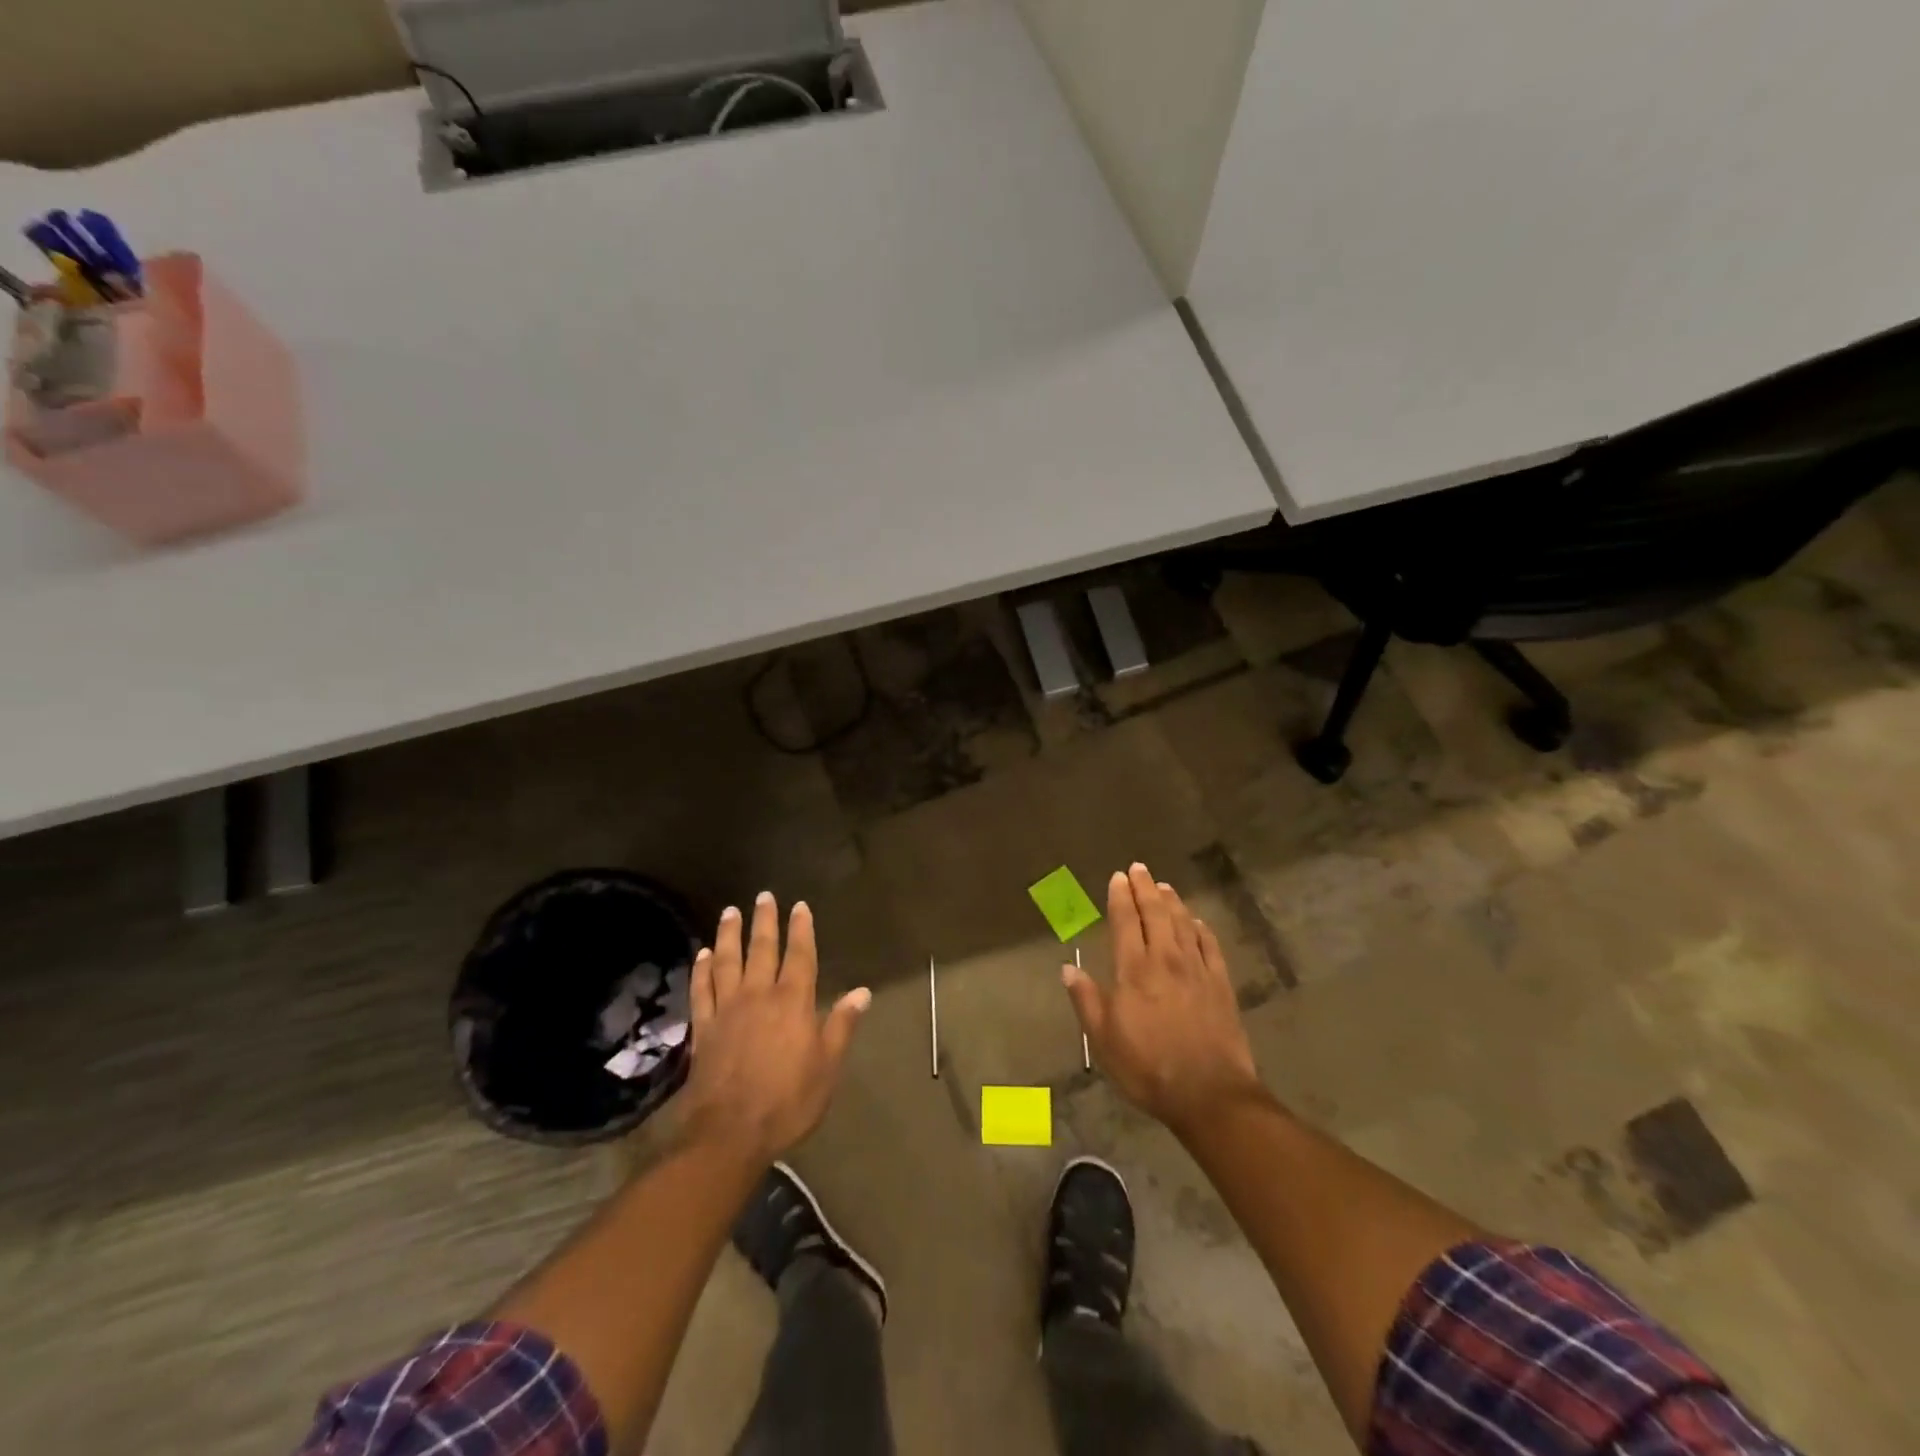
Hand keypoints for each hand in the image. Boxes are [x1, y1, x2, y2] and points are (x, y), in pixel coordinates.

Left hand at [682, 893, 870, 1163]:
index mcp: (793, 1002)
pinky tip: (702, 954)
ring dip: (729, 934)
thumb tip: (862, 992)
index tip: (800, 906)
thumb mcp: (827, 1067)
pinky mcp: (703, 1027)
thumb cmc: (788, 1101)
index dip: (801, 929)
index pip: (800, 956)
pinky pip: (701, 990)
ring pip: (727, 961)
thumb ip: (842, 1025)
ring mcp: (727, 1009)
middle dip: (765, 921)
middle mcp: (759, 995)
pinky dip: (701, 969)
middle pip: (762, 949)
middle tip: (763, 896)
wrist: (730, 1133)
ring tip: (730, 912)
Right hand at [1063, 864, 1265, 1137]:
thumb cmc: (1148, 1068)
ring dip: (1172, 902)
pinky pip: (1210, 946)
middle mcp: (1166, 959)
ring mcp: (1197, 970)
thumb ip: (1086, 1000)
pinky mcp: (1220, 984)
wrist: (1210, 1093)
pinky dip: (1201, 928)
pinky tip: (1197, 922)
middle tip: (1139, 869)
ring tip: (1164, 886)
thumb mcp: (1104, 1040)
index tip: (1118, 878)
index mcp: (1135, 970)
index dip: (1120, 897)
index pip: (1126, 922)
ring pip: (1183, 923)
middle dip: (1145, 889)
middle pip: (1156, 914)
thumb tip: (1067, 969)